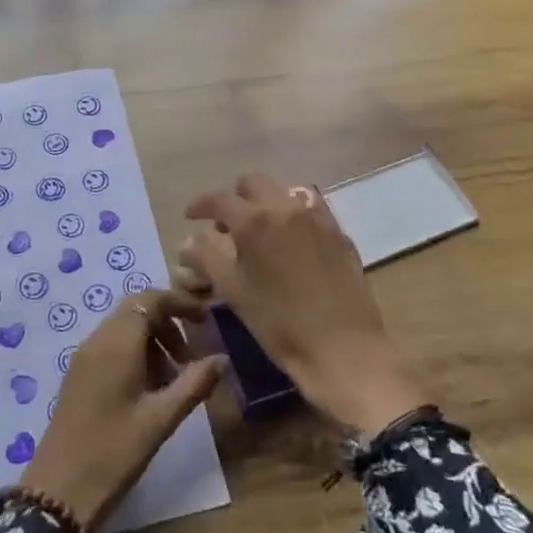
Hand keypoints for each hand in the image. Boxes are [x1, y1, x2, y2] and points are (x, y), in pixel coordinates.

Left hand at [22, 288, 227, 531]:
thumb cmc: (114, 452)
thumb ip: (194, 384)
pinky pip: (110, 347)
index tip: (205, 320)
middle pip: (136, 311)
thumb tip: (222, 358)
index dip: (179, 303)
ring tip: (173, 379)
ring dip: (152, 341)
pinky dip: (134, 354)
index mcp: (117, 343)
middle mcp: (97, 340)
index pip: (149, 300)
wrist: (58, 490)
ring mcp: (84, 357)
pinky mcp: (77, 375)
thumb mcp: (161, 419)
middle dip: (167, 324)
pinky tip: (148, 390)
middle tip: (191, 355)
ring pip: (123, 329)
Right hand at [182, 173, 426, 433]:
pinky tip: (291, 242)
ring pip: (285, 191)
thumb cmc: (280, 325)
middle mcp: (286, 208)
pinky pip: (311, 209)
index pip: (219, 199)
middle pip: (253, 183)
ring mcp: (318, 218)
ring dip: (266, 203)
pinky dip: (294, 215)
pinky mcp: (339, 233)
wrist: (344, 350)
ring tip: (261, 231)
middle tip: (226, 226)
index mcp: (255, 221)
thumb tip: (188, 241)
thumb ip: (206, 259)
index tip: (190, 217)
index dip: (200, 205)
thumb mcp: (234, 292)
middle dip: (235, 198)